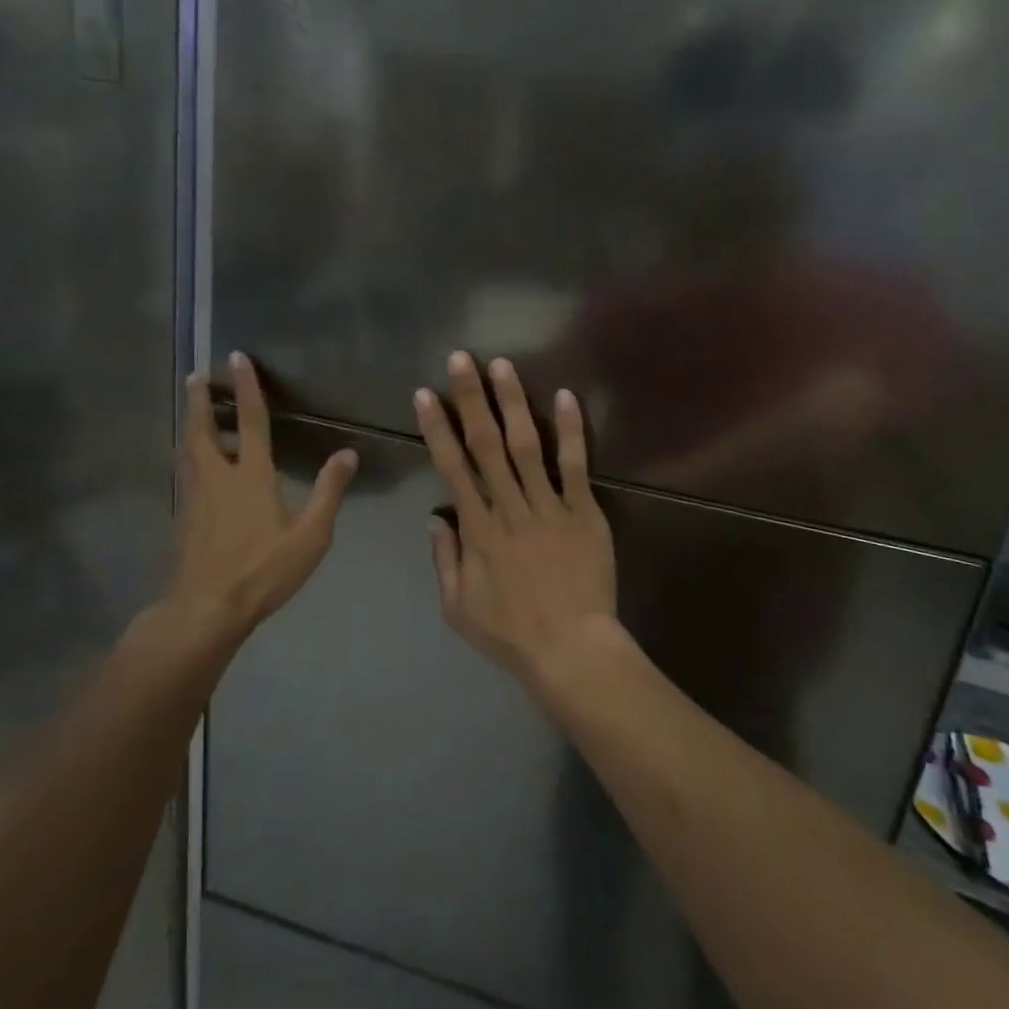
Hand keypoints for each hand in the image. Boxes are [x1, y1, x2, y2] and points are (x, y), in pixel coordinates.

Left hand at [164, 352, 357, 642]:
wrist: (207, 608)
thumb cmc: (263, 569)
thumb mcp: (310, 534)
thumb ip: (329, 491)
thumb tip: (348, 453)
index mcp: (251, 476)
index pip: (251, 422)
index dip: (246, 388)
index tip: (236, 357)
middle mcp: (218, 478)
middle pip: (204, 430)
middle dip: (200, 401)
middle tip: (195, 376)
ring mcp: (196, 499)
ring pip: (189, 452)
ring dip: (192, 426)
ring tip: (194, 413)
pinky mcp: (185, 519)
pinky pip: (187, 476)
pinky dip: (190, 458)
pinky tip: (197, 468)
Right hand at [415, 353, 618, 682]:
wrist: (571, 649)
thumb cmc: (511, 633)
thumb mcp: (458, 607)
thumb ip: (444, 560)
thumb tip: (435, 519)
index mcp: (477, 530)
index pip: (451, 468)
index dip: (437, 429)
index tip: (425, 395)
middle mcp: (509, 508)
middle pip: (485, 445)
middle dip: (470, 399)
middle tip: (461, 359)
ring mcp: (549, 507)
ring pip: (526, 446)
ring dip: (512, 403)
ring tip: (502, 366)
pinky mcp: (584, 512)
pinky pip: (575, 466)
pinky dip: (570, 431)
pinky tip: (565, 396)